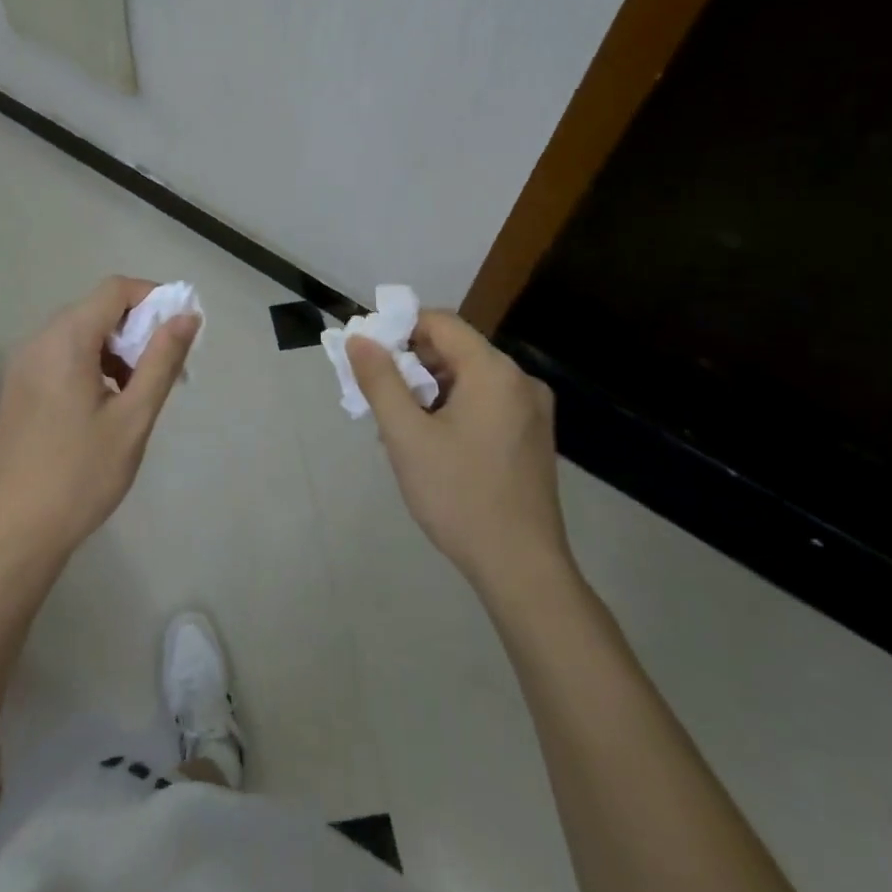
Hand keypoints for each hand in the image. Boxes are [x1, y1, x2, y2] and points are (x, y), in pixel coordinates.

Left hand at [0, 276, 198, 568]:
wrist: (13, 533)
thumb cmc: (81, 476)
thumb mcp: (133, 419)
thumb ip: (161, 361)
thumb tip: (187, 316)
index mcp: (66, 340)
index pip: (115, 289)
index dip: (152, 298)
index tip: (177, 332)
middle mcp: (38, 340)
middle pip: (96, 309)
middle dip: (136, 329)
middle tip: (161, 372)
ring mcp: (22, 363)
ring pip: (79, 332)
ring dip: (114, 348)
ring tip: (135, 394)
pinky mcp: (17, 386)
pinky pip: (60, 354)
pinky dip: (89, 362)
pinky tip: (102, 405)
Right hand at [348, 312, 570, 603]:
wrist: (523, 570)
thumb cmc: (459, 496)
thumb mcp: (406, 436)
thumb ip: (380, 380)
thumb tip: (359, 338)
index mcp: (494, 371)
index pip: (440, 322)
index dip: (398, 329)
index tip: (368, 356)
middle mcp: (519, 380)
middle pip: (454, 348)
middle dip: (410, 364)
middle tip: (377, 396)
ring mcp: (531, 410)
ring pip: (467, 377)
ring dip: (428, 389)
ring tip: (398, 426)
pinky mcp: (532, 436)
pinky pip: (484, 401)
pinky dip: (451, 407)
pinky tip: (430, 441)